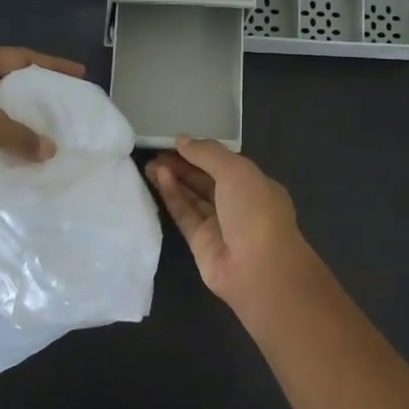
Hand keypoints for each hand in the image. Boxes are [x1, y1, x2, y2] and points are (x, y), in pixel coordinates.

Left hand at [0, 47, 84, 197]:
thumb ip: (21, 136)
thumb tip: (49, 149)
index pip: (22, 57)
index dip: (52, 65)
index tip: (78, 75)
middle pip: (6, 78)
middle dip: (33, 92)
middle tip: (60, 107)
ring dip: (13, 118)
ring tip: (41, 133)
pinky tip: (10, 153)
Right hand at [146, 137, 316, 312]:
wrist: (258, 268)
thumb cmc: (255, 211)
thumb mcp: (236, 171)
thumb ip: (208, 153)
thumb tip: (182, 139)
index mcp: (256, 185)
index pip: (226, 165)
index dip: (201, 152)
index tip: (176, 142)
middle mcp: (239, 205)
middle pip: (206, 180)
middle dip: (183, 165)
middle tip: (155, 151)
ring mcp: (220, 225)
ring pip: (193, 197)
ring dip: (174, 179)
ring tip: (150, 163)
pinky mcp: (200, 243)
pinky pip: (185, 214)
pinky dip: (173, 196)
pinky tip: (159, 178)